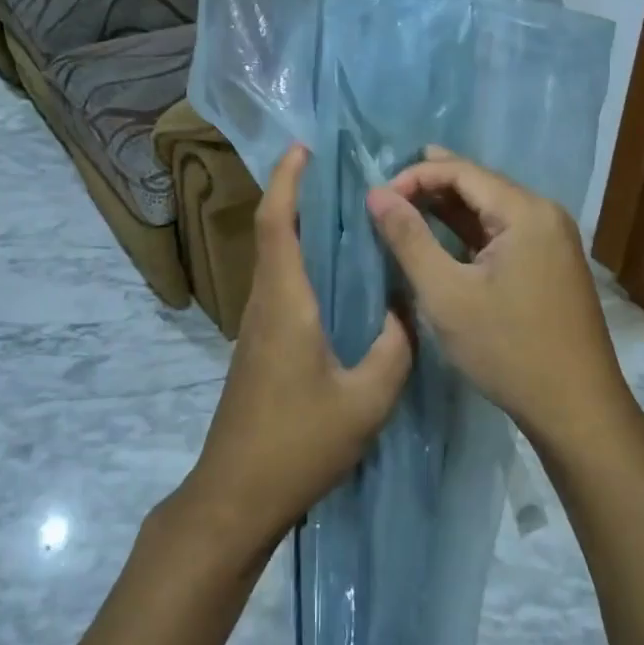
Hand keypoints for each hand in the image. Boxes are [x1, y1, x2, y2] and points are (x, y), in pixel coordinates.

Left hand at [182, 145, 412, 556]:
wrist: (236, 495)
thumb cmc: (298, 444)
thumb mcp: (365, 400)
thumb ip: (394, 350)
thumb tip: (406, 311)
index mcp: (286, 303)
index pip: (278, 224)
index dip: (287, 182)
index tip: (303, 149)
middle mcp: (265, 303)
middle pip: (274, 233)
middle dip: (296, 195)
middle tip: (338, 174)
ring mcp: (257, 326)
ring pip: (275, 259)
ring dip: (298, 227)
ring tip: (344, 214)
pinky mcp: (259, 346)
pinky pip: (280, 285)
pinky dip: (301, 261)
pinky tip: (335, 276)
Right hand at [367, 147, 632, 453]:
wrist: (577, 409)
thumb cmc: (507, 349)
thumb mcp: (446, 294)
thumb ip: (409, 238)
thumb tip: (376, 193)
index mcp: (526, 212)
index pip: (462, 171)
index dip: (416, 175)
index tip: (378, 198)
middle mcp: (545, 214)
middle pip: (480, 184)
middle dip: (432, 184)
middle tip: (388, 192)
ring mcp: (552, 239)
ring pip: (492, 209)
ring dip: (450, 207)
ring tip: (406, 206)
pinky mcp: (551, 263)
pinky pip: (504, 232)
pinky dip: (470, 231)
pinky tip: (444, 235)